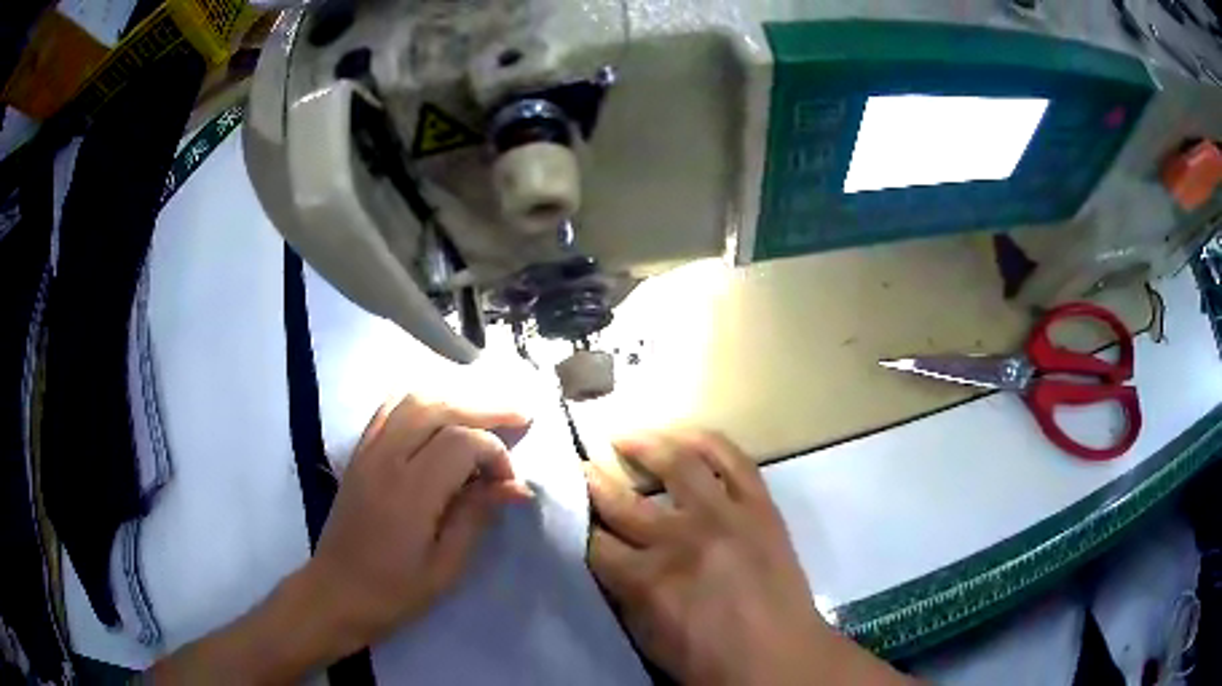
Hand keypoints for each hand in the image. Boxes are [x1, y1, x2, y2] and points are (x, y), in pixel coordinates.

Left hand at [306, 395, 531, 652]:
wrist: (336, 592)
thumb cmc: (394, 590)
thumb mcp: (445, 567)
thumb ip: (476, 517)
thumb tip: (516, 486)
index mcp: (410, 492)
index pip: (461, 442)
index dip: (495, 453)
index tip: (508, 483)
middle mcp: (386, 459)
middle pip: (438, 407)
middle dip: (484, 407)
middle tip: (519, 415)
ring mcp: (367, 450)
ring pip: (412, 399)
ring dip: (453, 398)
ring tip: (484, 411)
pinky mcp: (358, 452)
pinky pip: (389, 408)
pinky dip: (421, 401)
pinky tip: (440, 412)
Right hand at [587, 430, 910, 685]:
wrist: (780, 657)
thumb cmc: (709, 661)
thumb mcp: (646, 638)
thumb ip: (623, 593)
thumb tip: (609, 559)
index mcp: (645, 580)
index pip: (594, 542)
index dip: (578, 527)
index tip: (572, 514)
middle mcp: (678, 538)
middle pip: (621, 500)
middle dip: (593, 481)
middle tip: (582, 466)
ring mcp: (723, 515)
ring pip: (675, 462)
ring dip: (643, 443)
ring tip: (624, 434)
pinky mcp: (760, 506)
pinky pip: (732, 459)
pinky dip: (706, 441)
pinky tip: (684, 435)